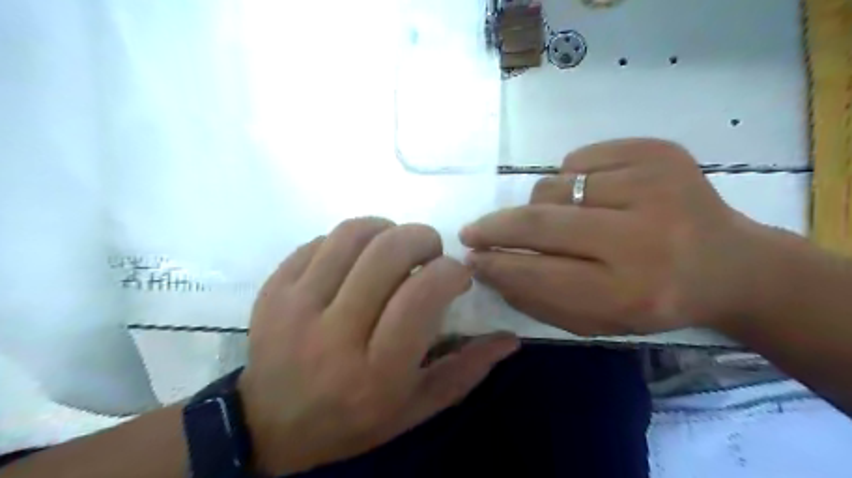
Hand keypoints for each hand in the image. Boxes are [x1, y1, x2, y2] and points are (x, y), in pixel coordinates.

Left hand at [237, 218, 518, 475]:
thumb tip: (510, 338)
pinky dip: (351, 240)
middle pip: (388, 252)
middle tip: (430, 251)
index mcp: (377, 370)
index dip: (450, 270)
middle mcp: (335, 333)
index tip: (456, 274)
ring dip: (387, 229)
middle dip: (423, 238)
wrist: (271, 426)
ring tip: (395, 247)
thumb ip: (465, 371)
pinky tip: (357, 260)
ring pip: (353, 234)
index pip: (423, 294)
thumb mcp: (416, 408)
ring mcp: (296, 305)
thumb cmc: (352, 421)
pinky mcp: (274, 289)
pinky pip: (321, 240)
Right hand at [460, 139, 776, 335]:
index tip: (470, 259)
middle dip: (495, 227)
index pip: (538, 272)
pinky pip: (579, 159)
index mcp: (631, 291)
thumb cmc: (655, 300)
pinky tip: (593, 194)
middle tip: (472, 232)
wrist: (730, 264)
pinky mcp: (659, 151)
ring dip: (540, 205)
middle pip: (539, 222)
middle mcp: (644, 237)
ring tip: (560, 219)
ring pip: (553, 187)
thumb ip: (539, 299)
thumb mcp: (598, 321)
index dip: (496, 264)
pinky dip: (570, 178)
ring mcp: (655, 185)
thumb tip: (489, 268)